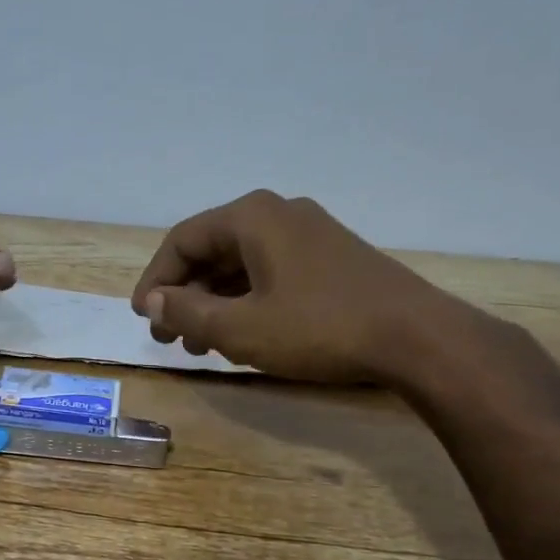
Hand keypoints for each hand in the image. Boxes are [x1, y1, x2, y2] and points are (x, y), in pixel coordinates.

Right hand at [129, 190, 487, 388]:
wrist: (416, 337)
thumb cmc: (319, 328)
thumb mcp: (241, 329)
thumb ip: (188, 314)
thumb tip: (154, 303)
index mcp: (252, 217)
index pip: (183, 240)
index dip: (156, 280)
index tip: (143, 318)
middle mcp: (279, 214)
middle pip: (212, 250)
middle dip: (185, 295)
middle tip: (169, 337)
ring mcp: (310, 234)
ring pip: (242, 265)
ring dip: (214, 302)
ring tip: (201, 345)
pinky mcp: (332, 258)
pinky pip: (271, 272)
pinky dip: (246, 301)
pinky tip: (243, 334)